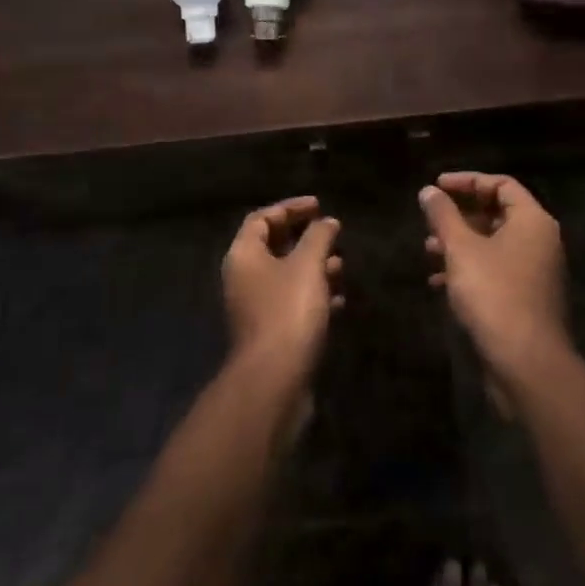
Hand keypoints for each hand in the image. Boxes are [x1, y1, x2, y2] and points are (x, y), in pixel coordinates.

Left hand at [223, 196, 343, 377]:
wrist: (274, 380)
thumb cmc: (288, 311)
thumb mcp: (307, 265)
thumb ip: (318, 237)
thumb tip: (327, 222)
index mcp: (244, 255)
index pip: (262, 219)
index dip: (290, 208)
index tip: (319, 206)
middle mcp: (244, 278)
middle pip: (273, 246)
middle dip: (305, 239)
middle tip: (332, 234)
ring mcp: (255, 307)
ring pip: (286, 276)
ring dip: (313, 267)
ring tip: (341, 266)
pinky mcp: (270, 332)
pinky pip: (292, 303)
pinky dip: (314, 295)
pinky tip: (338, 300)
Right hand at [420, 173, 567, 399]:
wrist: (527, 364)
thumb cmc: (494, 294)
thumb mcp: (461, 249)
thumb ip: (443, 215)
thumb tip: (429, 191)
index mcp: (532, 221)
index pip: (501, 184)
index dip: (467, 181)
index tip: (437, 186)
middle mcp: (540, 242)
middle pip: (497, 213)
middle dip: (460, 215)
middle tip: (431, 220)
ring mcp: (536, 272)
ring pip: (493, 245)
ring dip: (460, 243)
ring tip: (428, 250)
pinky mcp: (527, 299)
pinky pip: (496, 271)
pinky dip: (469, 269)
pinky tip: (439, 283)